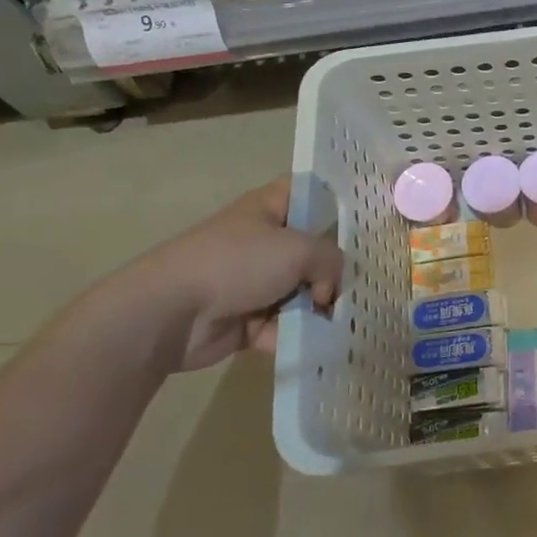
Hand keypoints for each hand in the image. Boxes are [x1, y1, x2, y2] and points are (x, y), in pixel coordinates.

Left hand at [74, 177, 342, 372]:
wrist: (170, 313)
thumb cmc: (236, 263)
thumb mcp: (297, 249)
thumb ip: (330, 260)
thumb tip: (329, 288)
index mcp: (269, 208)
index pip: (308, 192)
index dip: (334, 200)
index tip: (365, 219)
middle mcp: (263, 241)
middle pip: (311, 248)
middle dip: (335, 268)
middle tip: (365, 283)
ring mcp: (254, 281)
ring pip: (300, 290)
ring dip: (319, 308)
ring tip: (346, 320)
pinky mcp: (246, 319)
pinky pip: (283, 325)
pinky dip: (298, 334)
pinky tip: (321, 344)